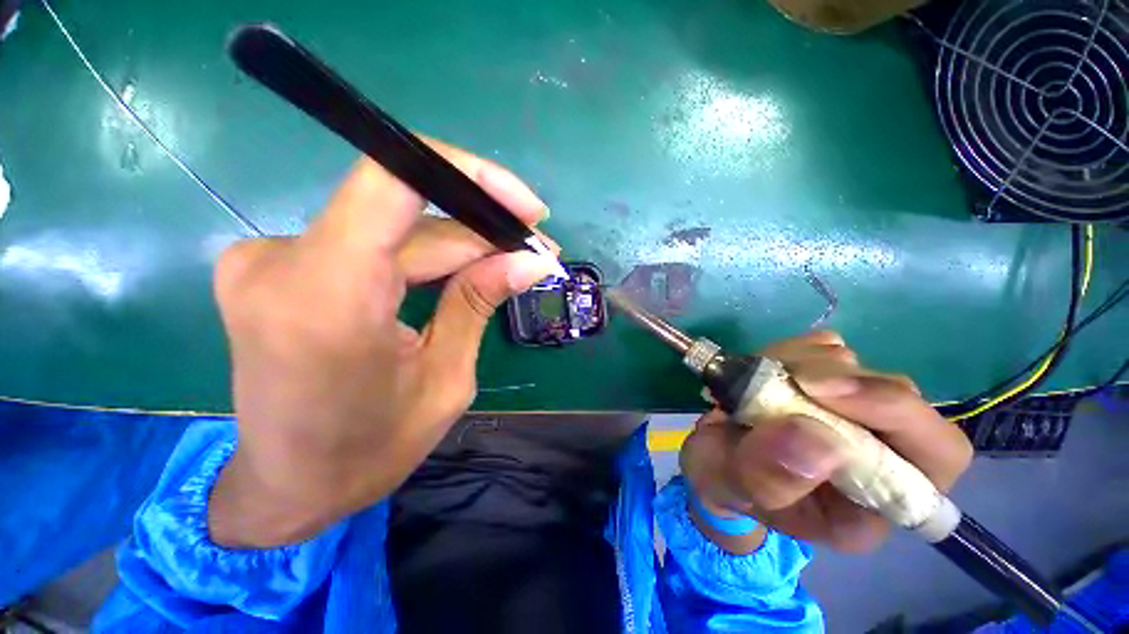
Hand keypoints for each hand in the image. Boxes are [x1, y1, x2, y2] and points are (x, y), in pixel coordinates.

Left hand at [208, 138, 559, 546]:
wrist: (289, 486)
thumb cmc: (369, 451)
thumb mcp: (446, 378)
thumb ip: (479, 302)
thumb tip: (530, 260)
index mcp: (327, 298)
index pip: (393, 181)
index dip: (469, 175)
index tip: (525, 206)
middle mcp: (282, 261)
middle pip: (409, 214)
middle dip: (483, 227)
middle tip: (536, 250)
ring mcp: (269, 258)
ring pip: (396, 228)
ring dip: (461, 242)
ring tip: (513, 261)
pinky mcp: (278, 264)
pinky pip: (374, 243)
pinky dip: (426, 253)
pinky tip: (467, 269)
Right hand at [680, 331, 972, 553]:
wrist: (714, 457)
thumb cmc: (727, 483)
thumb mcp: (735, 489)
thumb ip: (769, 477)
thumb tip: (816, 436)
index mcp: (876, 499)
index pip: (938, 453)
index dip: (893, 412)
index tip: (816, 389)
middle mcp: (881, 451)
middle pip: (897, 394)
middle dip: (833, 379)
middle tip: (778, 378)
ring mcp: (853, 409)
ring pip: (855, 364)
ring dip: (802, 362)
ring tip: (756, 381)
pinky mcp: (826, 379)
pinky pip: (824, 347)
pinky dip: (791, 349)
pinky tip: (764, 368)